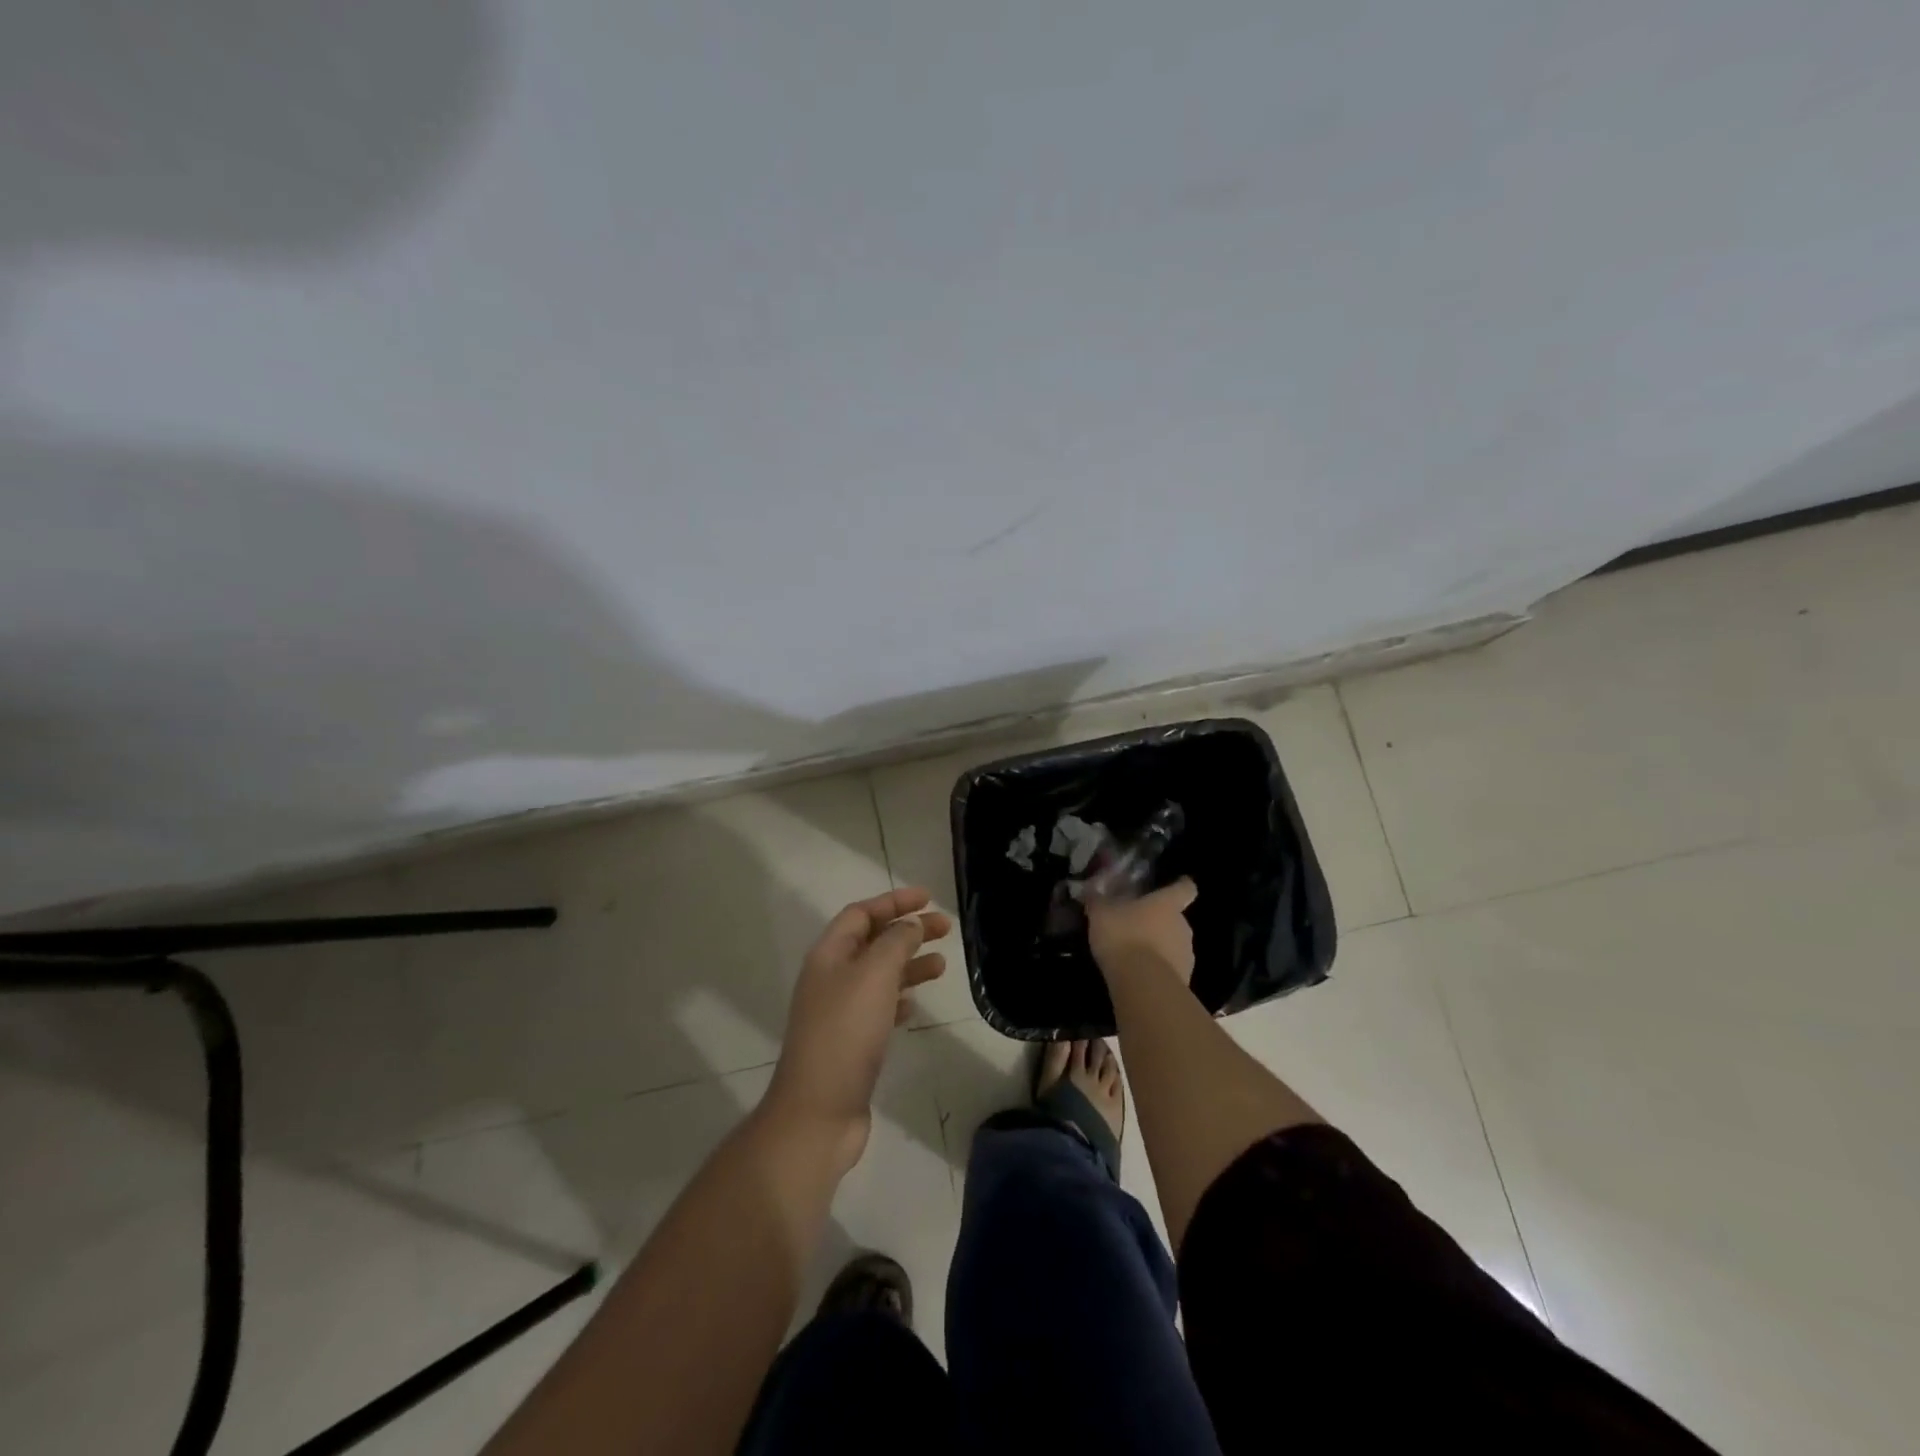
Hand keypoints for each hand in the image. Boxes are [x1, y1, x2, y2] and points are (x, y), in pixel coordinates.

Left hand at [763, 887, 949, 1175]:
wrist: (818, 1111)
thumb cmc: (846, 1033)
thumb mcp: (874, 976)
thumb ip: (896, 943)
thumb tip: (911, 925)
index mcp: (829, 955)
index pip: (861, 913)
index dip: (894, 902)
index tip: (928, 898)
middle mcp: (831, 978)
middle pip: (873, 942)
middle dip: (908, 931)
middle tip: (946, 928)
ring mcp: (839, 1013)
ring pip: (879, 976)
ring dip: (909, 965)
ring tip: (942, 966)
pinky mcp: (851, 1043)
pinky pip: (879, 1009)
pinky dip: (900, 1000)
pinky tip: (916, 1006)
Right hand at [1087, 877, 1196, 984]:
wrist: (1142, 984)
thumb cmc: (1123, 936)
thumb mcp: (1101, 914)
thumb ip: (1098, 900)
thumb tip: (1092, 889)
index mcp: (1167, 904)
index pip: (1185, 888)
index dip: (1182, 886)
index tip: (1177, 884)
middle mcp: (1182, 926)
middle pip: (1176, 919)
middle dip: (1160, 922)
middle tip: (1137, 925)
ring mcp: (1186, 954)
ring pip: (1174, 944)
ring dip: (1160, 947)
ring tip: (1136, 954)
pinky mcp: (1184, 979)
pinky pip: (1171, 968)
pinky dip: (1158, 969)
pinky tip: (1139, 974)